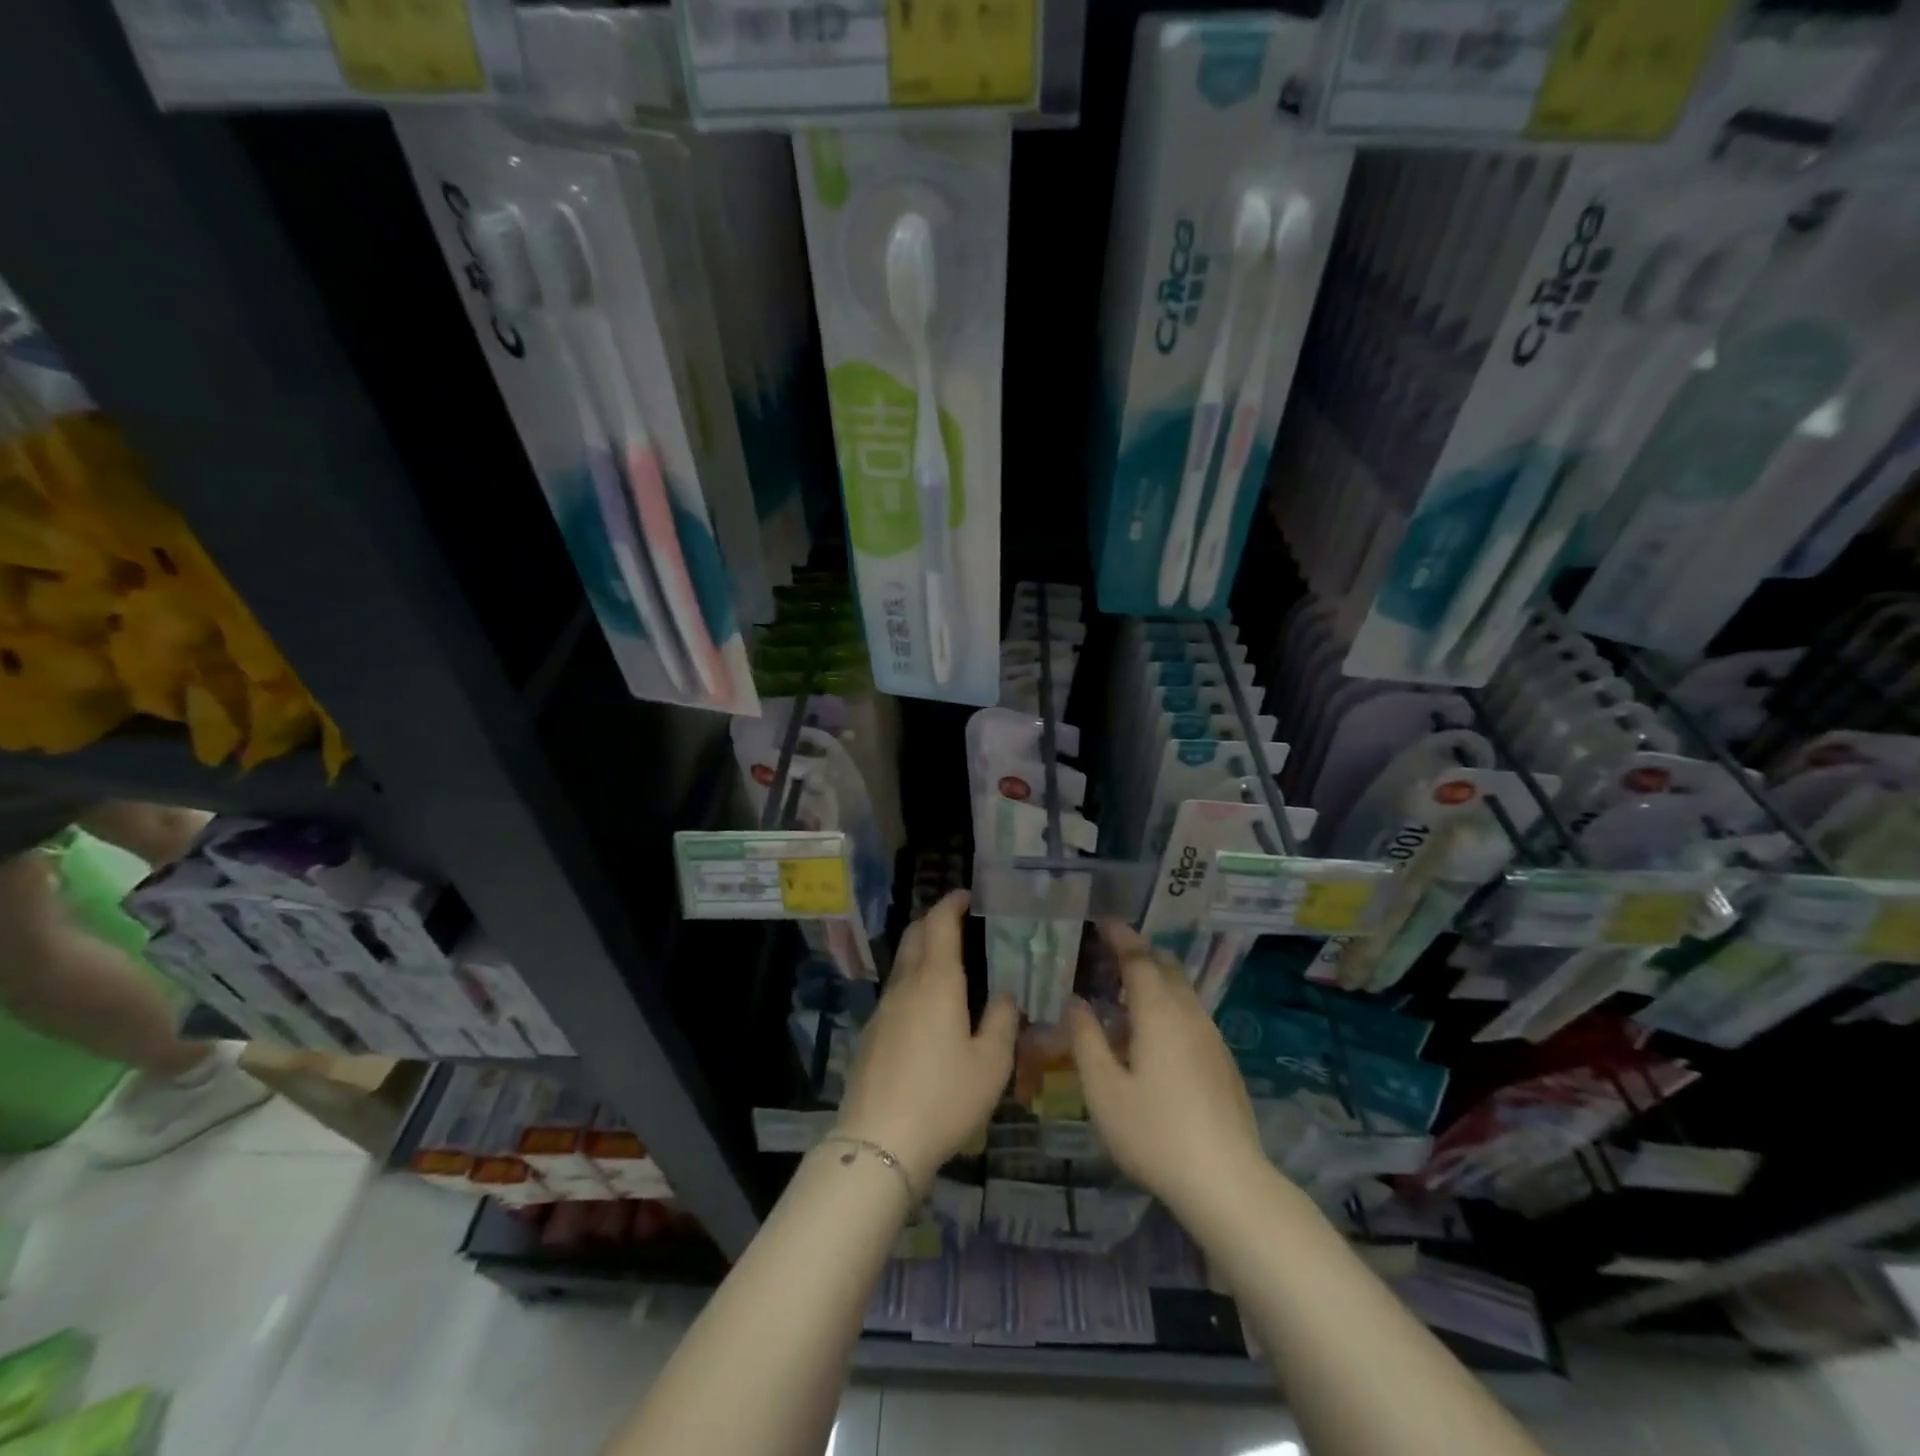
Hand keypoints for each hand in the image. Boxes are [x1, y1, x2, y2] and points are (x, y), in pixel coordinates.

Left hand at [835, 890, 1018, 1194]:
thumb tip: (1004, 994)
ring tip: (949, 966)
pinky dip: (913, 982)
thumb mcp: (991, 1063)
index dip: (952, 903)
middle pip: (915, 935)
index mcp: (936, 982)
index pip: (939, 923)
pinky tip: (928, 1010)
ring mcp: (883, 1009)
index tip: (967, 896)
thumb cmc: (944, 1097)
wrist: (878, 1142)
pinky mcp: (871, 1034)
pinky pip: (895, 992)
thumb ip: (1002, 1020)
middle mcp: (905, 985)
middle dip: (934, 921)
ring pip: (902, 964)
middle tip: (959, 924)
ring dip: (922, 951)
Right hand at [1066, 922, 1268, 1216]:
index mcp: (1158, 1012)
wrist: (1227, 1181)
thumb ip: (1086, 1040)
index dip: (1120, 936)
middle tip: (1110, 951)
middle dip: (1139, 952)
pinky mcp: (1222, 1060)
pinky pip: (1191, 1013)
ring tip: (1126, 990)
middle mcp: (1188, 1014)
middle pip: (1166, 967)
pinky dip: (1168, 1003)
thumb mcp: (1104, 1090)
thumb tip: (1075, 1003)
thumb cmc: (1155, 1133)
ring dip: (1155, 978)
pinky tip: (1153, 1033)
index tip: (1103, 921)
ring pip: (1182, 990)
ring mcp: (1211, 1036)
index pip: (1138, 958)